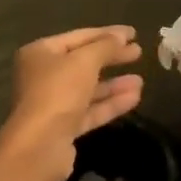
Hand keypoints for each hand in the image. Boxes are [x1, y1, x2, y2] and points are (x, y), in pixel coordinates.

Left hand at [0, 26, 143, 180]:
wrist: (39, 147)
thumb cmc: (57, 92)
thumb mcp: (84, 61)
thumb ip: (105, 46)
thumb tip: (122, 35)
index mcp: (40, 53)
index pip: (79, 37)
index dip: (107, 33)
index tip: (133, 33)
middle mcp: (43, 75)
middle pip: (84, 62)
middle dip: (112, 57)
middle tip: (139, 52)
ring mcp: (53, 103)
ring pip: (88, 88)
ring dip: (114, 84)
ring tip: (140, 80)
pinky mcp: (63, 127)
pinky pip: (90, 110)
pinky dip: (110, 103)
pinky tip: (134, 97)